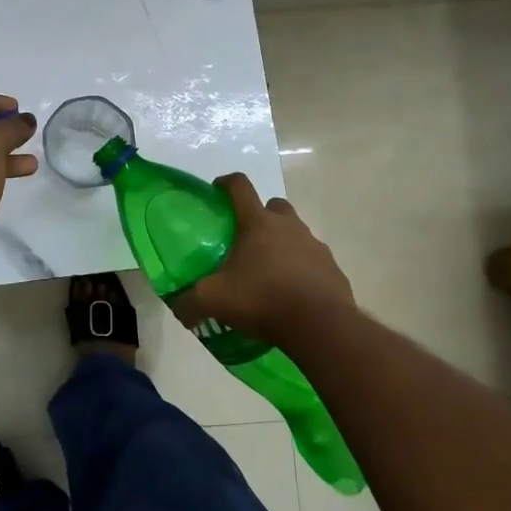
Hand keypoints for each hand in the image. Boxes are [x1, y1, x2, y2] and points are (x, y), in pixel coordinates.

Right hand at [174, 173, 356, 342]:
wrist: (321, 326)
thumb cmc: (262, 300)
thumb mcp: (214, 300)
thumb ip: (189, 301)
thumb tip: (177, 306)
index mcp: (258, 223)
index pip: (240, 186)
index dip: (225, 183)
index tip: (216, 191)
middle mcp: (289, 226)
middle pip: (274, 206)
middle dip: (260, 215)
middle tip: (246, 240)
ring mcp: (315, 246)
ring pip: (296, 234)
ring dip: (283, 245)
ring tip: (269, 274)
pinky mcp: (333, 270)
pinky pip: (314, 263)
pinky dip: (303, 271)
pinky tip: (292, 295)